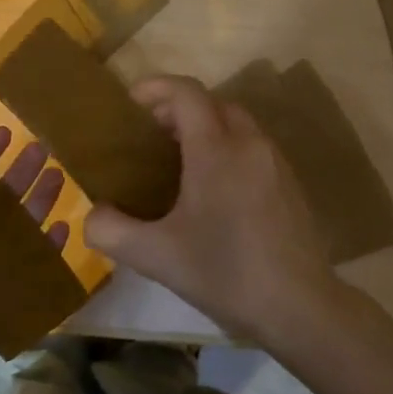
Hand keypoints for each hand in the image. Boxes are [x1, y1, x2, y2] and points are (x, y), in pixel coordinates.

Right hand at [84, 76, 341, 344]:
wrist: (300, 306)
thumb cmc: (225, 273)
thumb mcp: (156, 256)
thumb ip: (112, 231)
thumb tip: (92, 215)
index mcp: (216, 150)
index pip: (186, 93)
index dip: (156, 87)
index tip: (131, 102)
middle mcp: (249, 144)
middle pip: (213, 103)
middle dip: (179, 108)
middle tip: (151, 133)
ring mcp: (275, 163)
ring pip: (237, 123)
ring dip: (206, 127)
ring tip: (180, 159)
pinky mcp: (290, 184)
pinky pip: (253, 147)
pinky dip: (228, 147)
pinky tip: (215, 188)